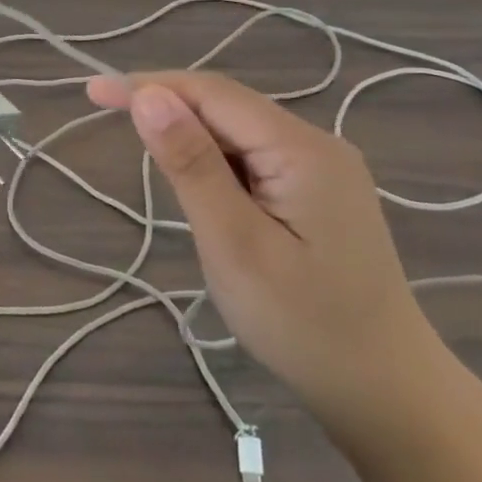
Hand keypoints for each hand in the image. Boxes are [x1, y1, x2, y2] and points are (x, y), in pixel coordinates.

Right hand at [88, 70, 442, 432]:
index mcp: (302, 149)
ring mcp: (322, 169)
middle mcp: (317, 144)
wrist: (388, 396)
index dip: (149, 85)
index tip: (93, 93)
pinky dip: (215, 163)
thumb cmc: (304, 325)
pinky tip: (202, 191)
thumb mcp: (234, 244)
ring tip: (155, 168)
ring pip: (238, 132)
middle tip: (107, 120)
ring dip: (190, 138)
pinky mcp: (319, 193)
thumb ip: (191, 165)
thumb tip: (148, 97)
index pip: (212, 93)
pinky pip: (253, 157)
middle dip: (167, 107)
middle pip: (226, 106)